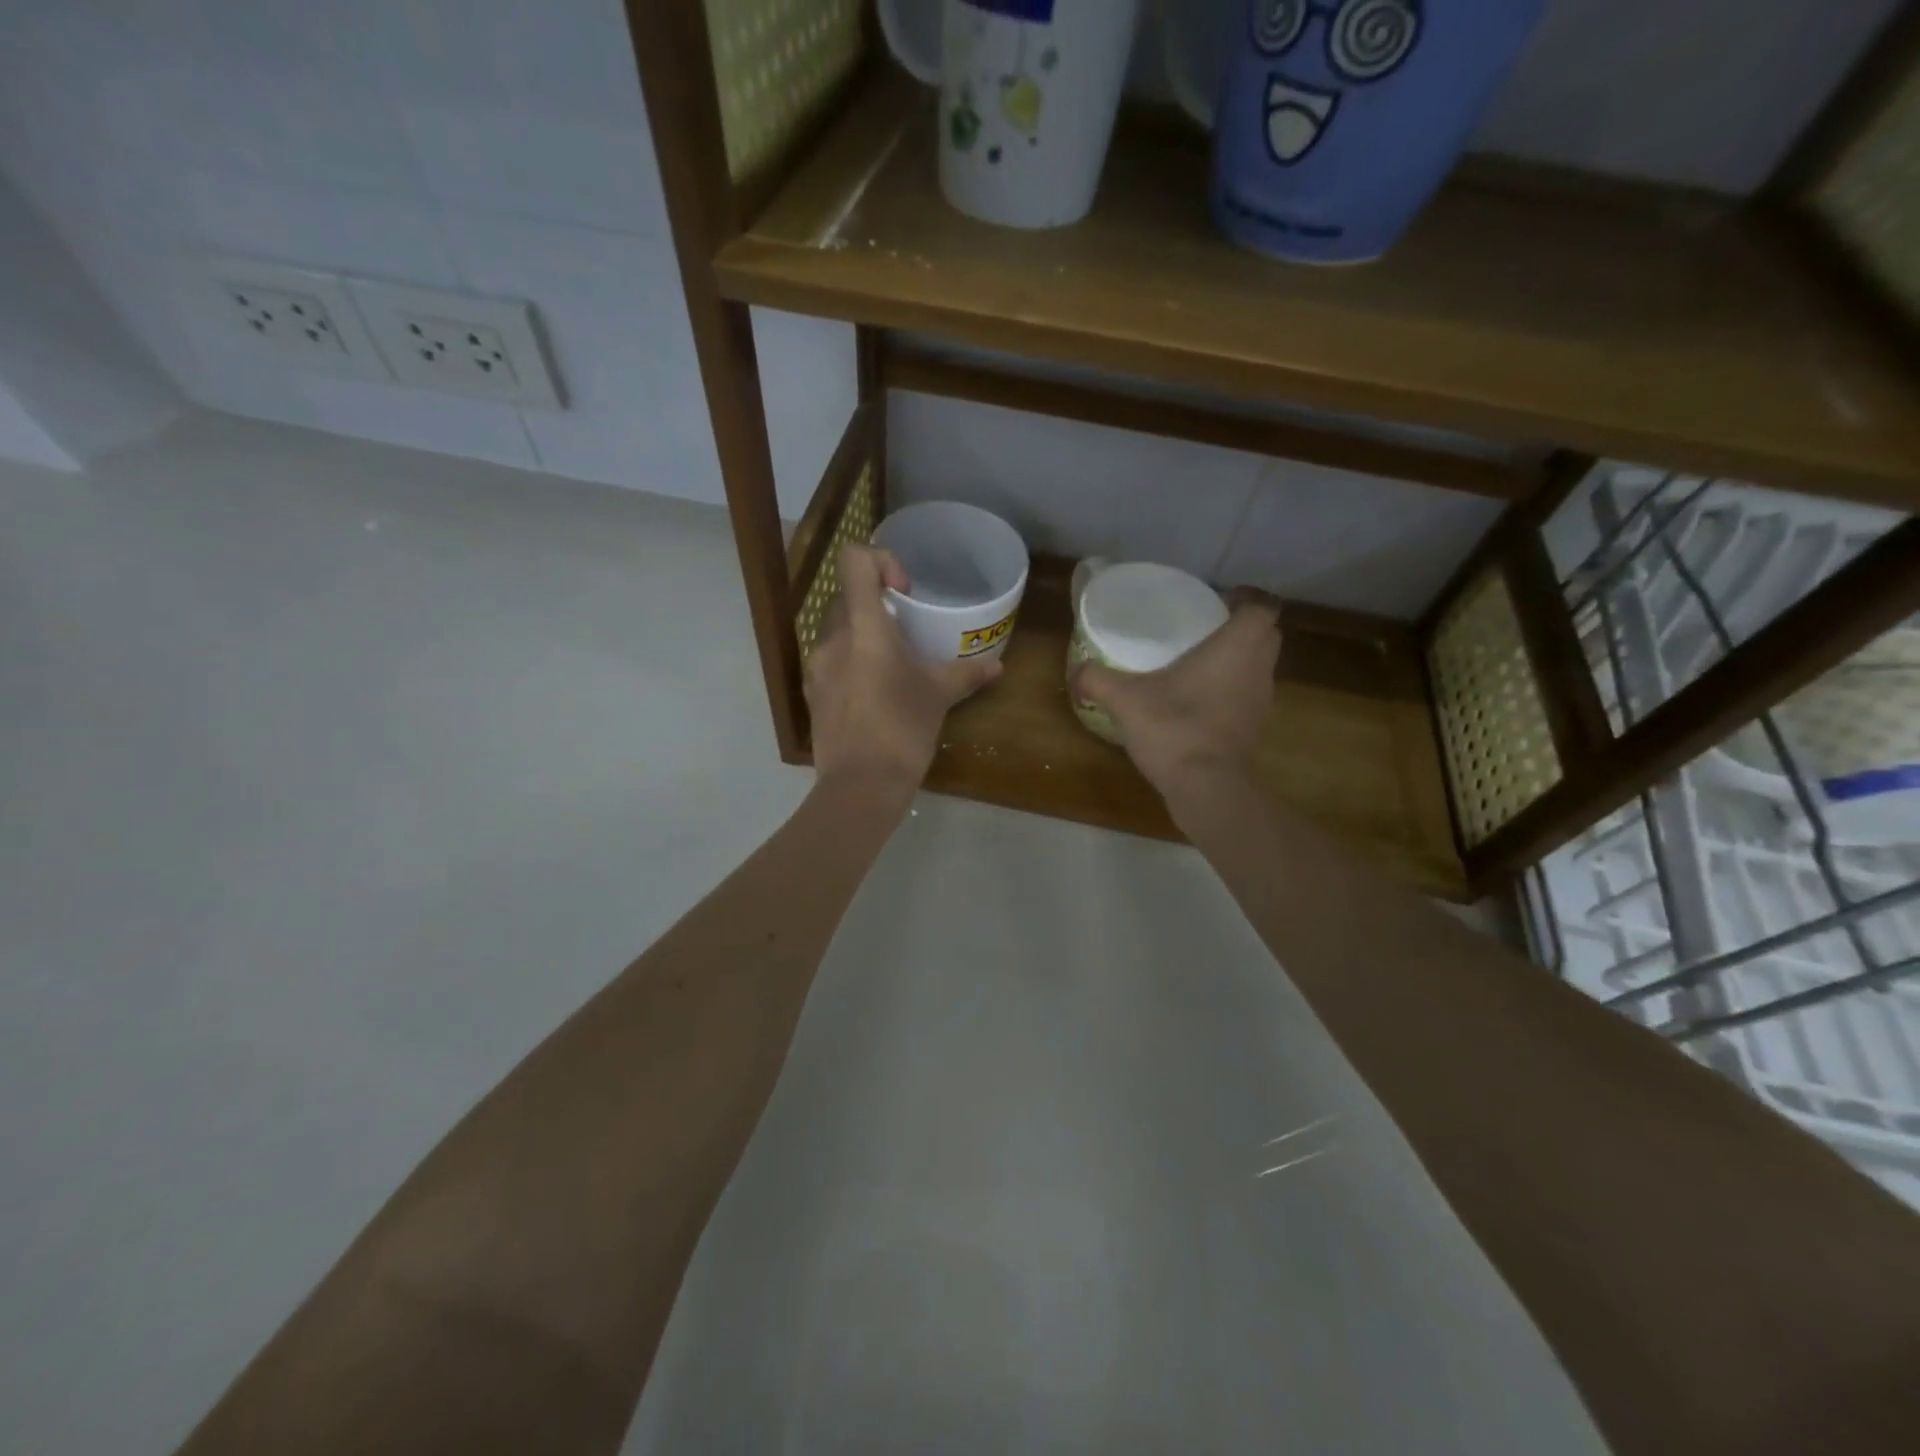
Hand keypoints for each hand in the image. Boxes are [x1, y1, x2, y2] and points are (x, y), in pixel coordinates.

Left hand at [805, 543, 1002, 795]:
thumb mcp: (939, 696)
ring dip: (865, 637)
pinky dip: (852, 664)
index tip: (904, 592)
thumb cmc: (903, 729)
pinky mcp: (813, 693)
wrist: (861, 785)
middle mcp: (832, 639)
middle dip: (877, 605)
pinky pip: (832, 662)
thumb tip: (997, 666)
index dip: (881, 562)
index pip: (855, 561)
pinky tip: (875, 694)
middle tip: (906, 632)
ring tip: (893, 666)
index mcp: (864, 628)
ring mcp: (817, 667)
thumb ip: (966, 674)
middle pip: (847, 597)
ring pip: (838, 631)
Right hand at [1070, 592, 1281, 796]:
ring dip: (1238, 662)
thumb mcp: (1126, 699)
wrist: (1207, 788)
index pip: (1263, 607)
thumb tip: (1075, 672)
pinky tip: (1198, 704)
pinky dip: (1231, 694)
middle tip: (1205, 630)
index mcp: (1237, 648)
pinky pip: (1248, 699)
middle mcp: (1258, 670)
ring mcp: (1262, 703)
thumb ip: (1097, 680)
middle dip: (1242, 629)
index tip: (1220, 602)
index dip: (1246, 600)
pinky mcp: (1255, 731)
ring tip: (1199, 665)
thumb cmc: (1175, 729)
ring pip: (1259, 668)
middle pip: (1267, 636)